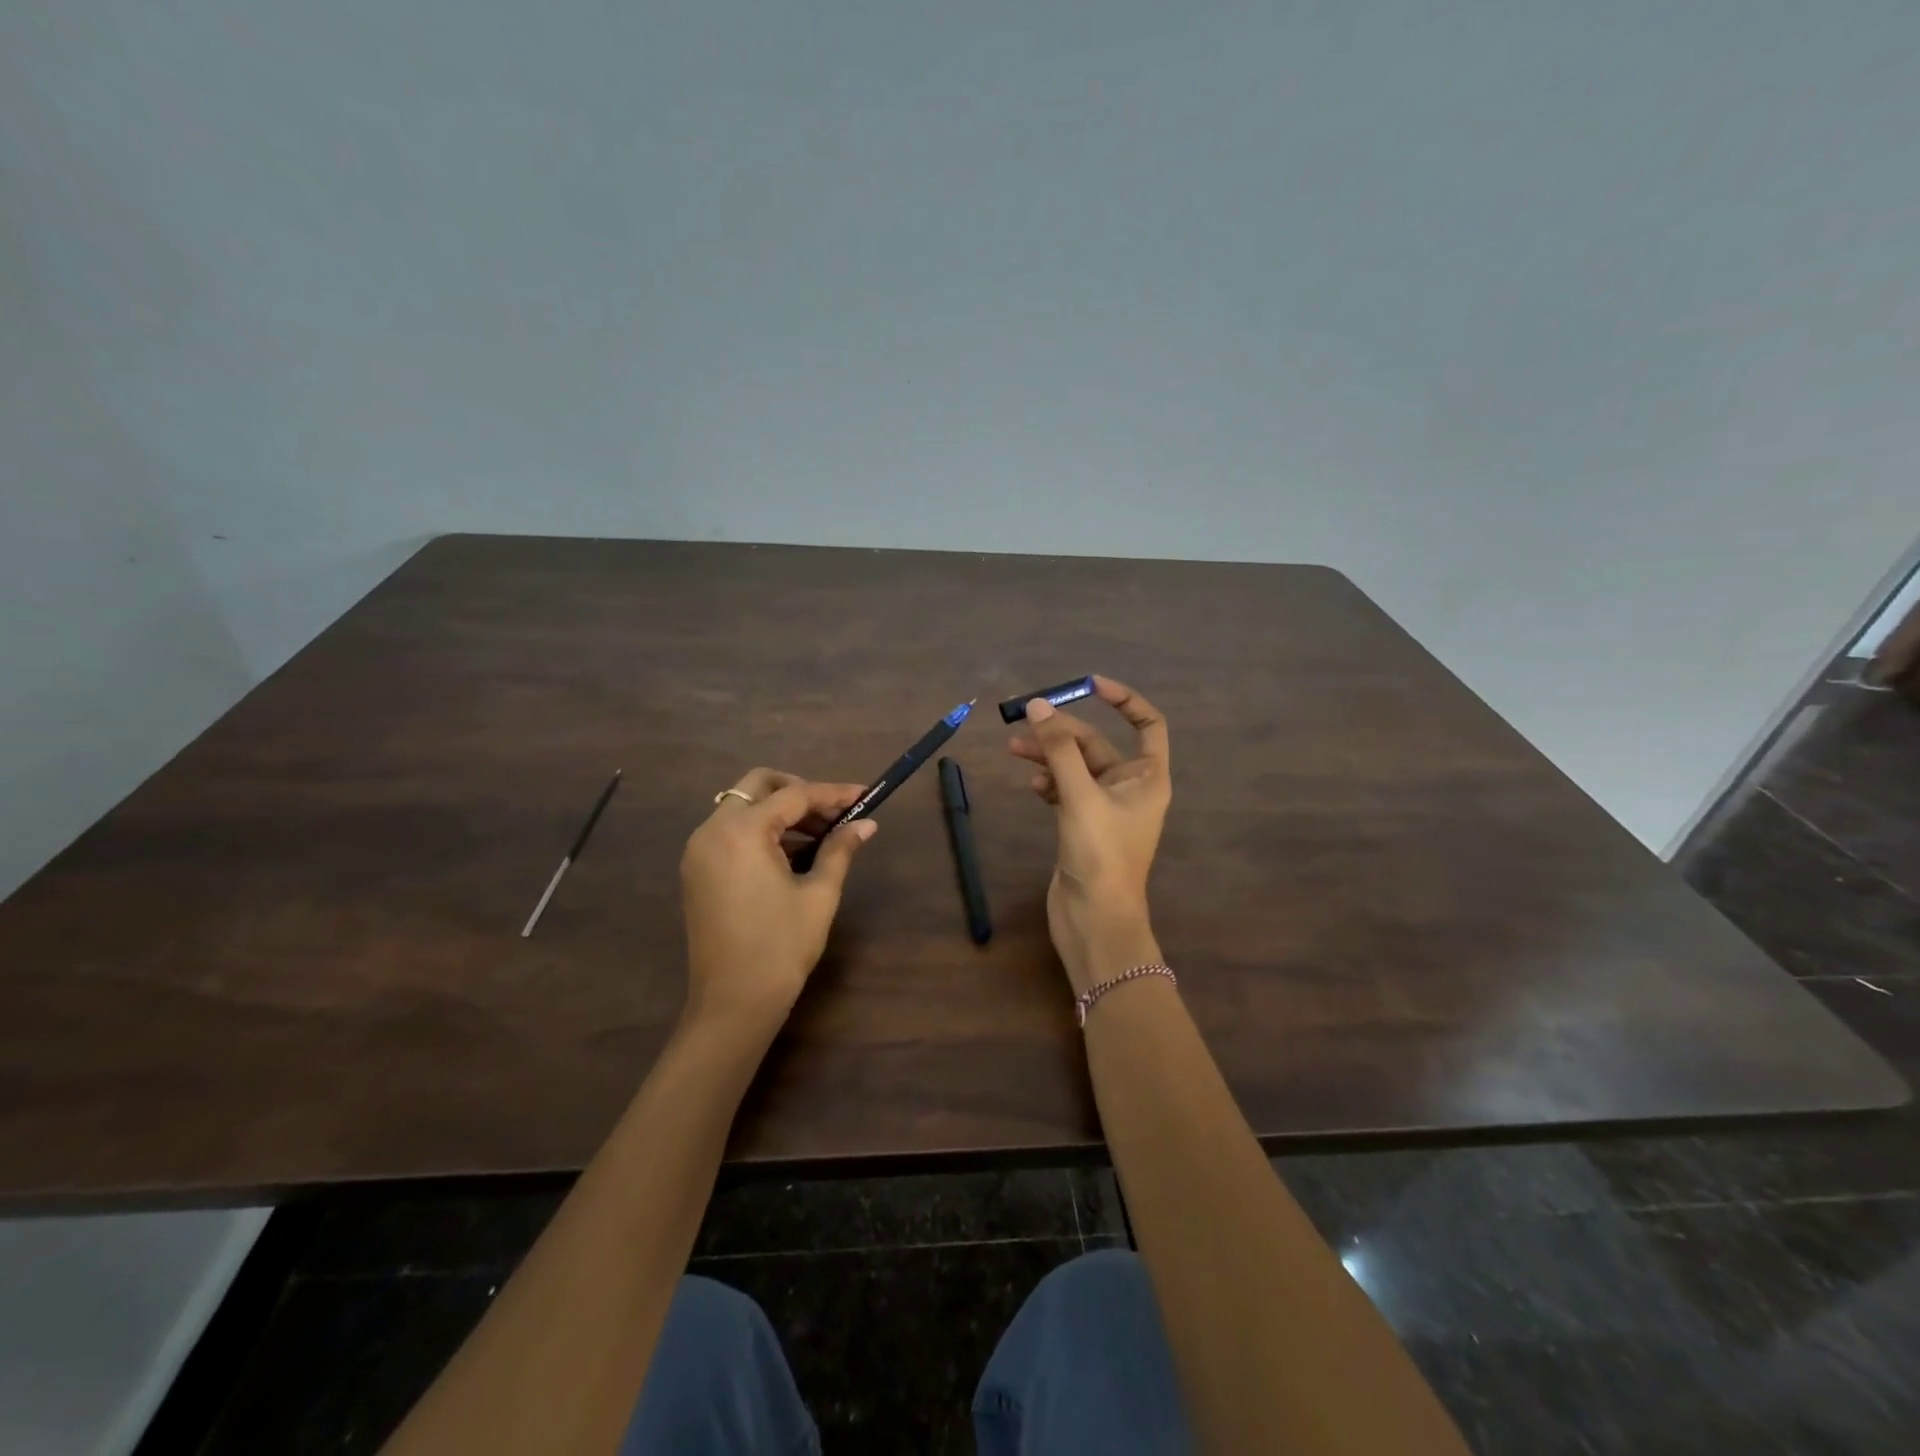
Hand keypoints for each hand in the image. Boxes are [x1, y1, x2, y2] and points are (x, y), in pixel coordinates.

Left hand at [680, 768, 877, 1031]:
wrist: (732, 1003)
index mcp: (742, 831)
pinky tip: (791, 853)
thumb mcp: (819, 894)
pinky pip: (730, 831)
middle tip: (834, 812)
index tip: (864, 794)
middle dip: (799, 791)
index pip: (795, 796)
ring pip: (742, 807)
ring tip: (820, 835)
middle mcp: (712, 830)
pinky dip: (760, 830)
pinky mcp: (696, 870)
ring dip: (780, 811)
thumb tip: (866, 824)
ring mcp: (699, 850)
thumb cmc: (781, 947)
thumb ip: (840, 849)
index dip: (833, 794)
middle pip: (758, 786)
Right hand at [1008, 676, 1171, 992]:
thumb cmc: (1100, 855)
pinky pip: (1065, 790)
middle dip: (1063, 732)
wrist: (1094, 920)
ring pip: (1075, 767)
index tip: (1090, 685)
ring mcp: (1104, 808)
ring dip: (1048, 756)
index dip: (1124, 699)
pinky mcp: (1082, 825)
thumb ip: (1058, 750)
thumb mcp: (1080, 796)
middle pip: (1096, 744)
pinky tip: (1032, 785)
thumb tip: (1038, 706)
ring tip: (1014, 749)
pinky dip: (1048, 782)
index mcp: (1147, 777)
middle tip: (1026, 722)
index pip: (1147, 724)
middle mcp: (1130, 788)